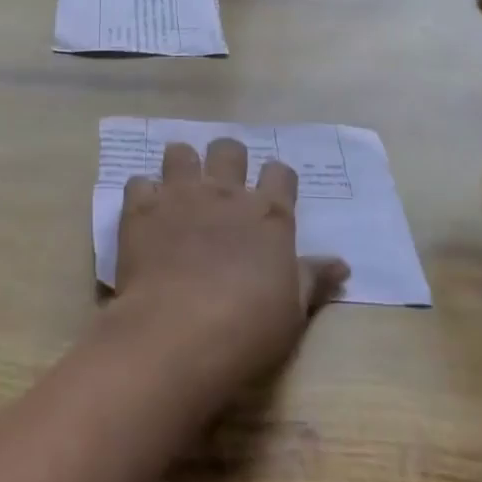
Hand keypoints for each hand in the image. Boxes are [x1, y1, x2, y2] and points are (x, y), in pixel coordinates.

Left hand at [115, 139, 348, 378]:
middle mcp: (225, 193)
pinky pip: (139, 181)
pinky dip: (143, 194)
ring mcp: (180, 195)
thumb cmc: (248, 327)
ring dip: (181, 165)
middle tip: (223, 185)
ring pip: (180, 152)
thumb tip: (342, 264)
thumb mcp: (293, 310)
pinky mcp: (141, 208)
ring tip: (179, 189)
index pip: (280, 173)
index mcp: (268, 214)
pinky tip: (145, 213)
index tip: (274, 193)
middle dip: (227, 159)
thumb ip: (313, 279)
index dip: (277, 179)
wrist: (179, 332)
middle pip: (229, 149)